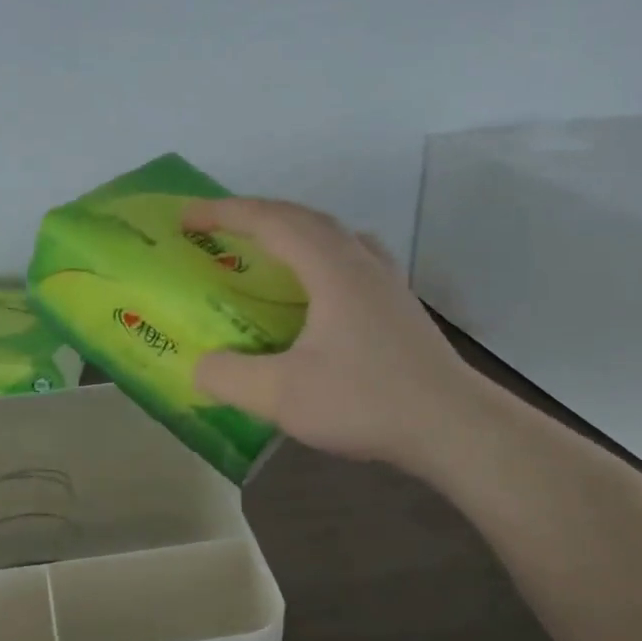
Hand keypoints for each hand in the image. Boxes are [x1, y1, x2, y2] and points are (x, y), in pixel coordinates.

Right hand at [182, 197, 481, 473]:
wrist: (454, 427)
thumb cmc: (366, 401)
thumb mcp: (282, 396)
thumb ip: (229, 377)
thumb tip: (199, 367)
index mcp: (331, 269)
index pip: (271, 221)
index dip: (225, 213)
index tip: (187, 216)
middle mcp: (361, 263)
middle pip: (304, 218)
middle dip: (255, 215)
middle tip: (218, 228)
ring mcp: (386, 283)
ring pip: (334, 235)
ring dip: (292, 231)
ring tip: (265, 250)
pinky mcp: (398, 307)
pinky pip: (350, 259)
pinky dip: (319, 257)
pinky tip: (315, 290)